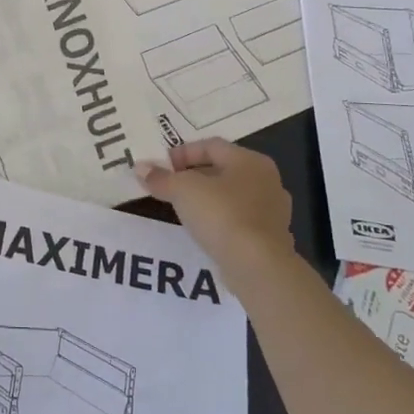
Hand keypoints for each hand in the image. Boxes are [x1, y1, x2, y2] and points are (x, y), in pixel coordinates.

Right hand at [136, 139, 298, 288]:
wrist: (258, 267)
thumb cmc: (222, 215)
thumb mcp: (183, 190)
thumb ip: (161, 178)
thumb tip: (140, 168)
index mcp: (250, 161)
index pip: (210, 145)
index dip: (181, 153)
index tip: (160, 168)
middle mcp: (267, 180)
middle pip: (222, 169)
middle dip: (192, 176)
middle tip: (167, 187)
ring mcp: (273, 211)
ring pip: (231, 196)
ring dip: (206, 199)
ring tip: (181, 209)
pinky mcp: (270, 239)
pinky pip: (238, 220)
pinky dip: (219, 220)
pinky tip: (202, 231)